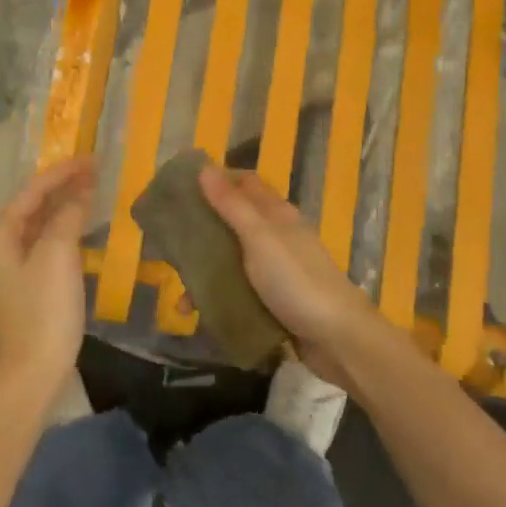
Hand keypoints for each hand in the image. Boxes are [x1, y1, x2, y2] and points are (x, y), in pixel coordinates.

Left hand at [0, 157, 93, 396]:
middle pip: (33, 206)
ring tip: (94, 193)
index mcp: (0, 234)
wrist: (30, 372)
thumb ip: (67, 216)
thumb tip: (80, 192)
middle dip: (63, 187)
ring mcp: (12, 269)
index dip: (62, 172)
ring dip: (65, 209)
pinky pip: (46, 247)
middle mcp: (0, 247)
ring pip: (40, 227)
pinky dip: (65, 232)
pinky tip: (83, 232)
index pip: (32, 190)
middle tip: (97, 172)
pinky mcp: (27, 288)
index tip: (92, 159)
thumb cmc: (43, 310)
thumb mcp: (57, 255)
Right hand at [197, 164, 383, 386]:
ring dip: (205, 274)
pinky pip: (237, 292)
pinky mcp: (273, 301)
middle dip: (201, 231)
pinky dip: (217, 300)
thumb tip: (204, 168)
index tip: (180, 188)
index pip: (244, 183)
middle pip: (232, 223)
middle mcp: (276, 237)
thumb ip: (232, 205)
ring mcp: (275, 271)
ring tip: (179, 297)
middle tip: (167, 242)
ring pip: (231, 261)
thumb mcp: (260, 238)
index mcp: (276, 215)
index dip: (215, 180)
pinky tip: (199, 315)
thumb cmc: (297, 281)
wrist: (338, 339)